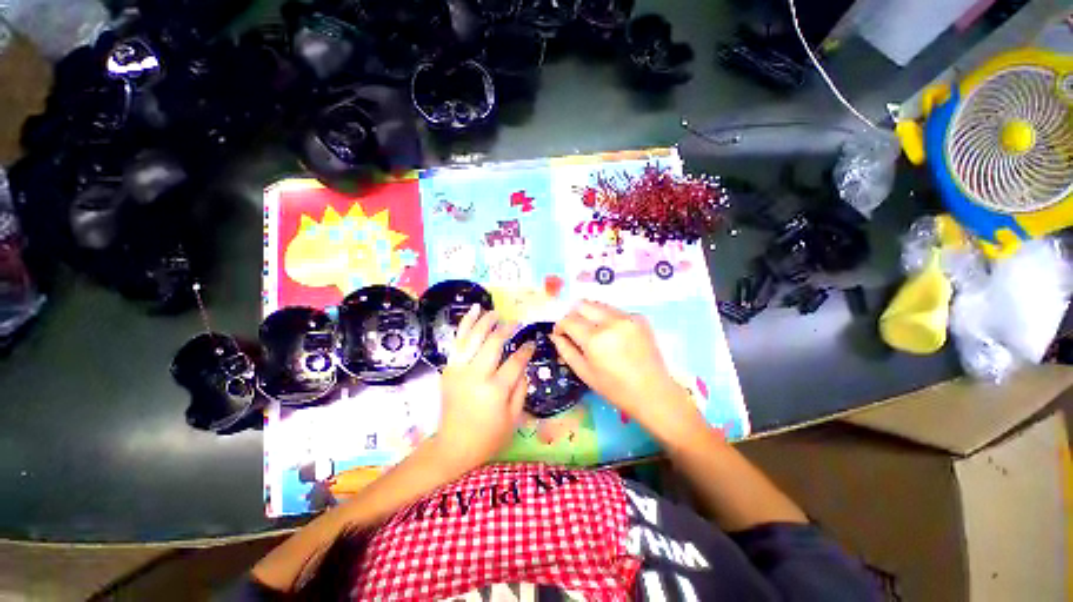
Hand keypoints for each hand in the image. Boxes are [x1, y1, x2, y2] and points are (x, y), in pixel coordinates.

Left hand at [436, 305, 534, 471]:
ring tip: (496, 312)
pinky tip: (474, 311)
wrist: (453, 447)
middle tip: (515, 322)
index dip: (526, 350)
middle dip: (506, 329)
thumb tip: (523, 365)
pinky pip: (458, 341)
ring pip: (473, 336)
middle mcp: (476, 375)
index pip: (515, 361)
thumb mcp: (514, 418)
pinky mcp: (449, 368)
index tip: (532, 343)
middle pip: (493, 343)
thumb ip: (521, 389)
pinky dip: (465, 324)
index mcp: (495, 390)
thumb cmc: (488, 436)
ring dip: (485, 321)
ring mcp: (459, 370)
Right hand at [551, 301, 704, 440]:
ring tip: (594, 333)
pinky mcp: (639, 317)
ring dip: (590, 315)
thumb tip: (555, 334)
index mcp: (595, 338)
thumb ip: (566, 350)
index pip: (569, 320)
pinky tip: (613, 336)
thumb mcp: (584, 372)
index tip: (560, 334)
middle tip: (575, 331)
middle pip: (582, 304)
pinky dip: (608, 319)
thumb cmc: (615, 388)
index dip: (560, 326)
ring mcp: (627, 317)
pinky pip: (615, 311)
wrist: (653, 392)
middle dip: (574, 315)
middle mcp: (611, 321)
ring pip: (598, 305)